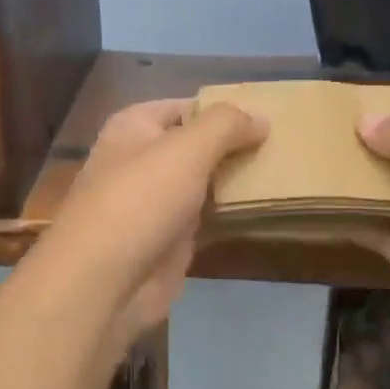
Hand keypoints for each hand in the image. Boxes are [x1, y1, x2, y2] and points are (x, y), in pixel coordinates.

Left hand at [38, 98, 266, 343]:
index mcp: (134, 127)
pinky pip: (206, 218)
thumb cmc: (140, 199)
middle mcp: (141, 160)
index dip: (223, 109)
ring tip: (284, 172)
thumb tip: (262, 119)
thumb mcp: (187, 148)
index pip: (186, 107)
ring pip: (203, 182)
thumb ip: (226, 125)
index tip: (268, 115)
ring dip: (236, 180)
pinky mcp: (168, 239)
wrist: (105, 281)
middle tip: (284, 144)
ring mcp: (154, 202)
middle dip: (234, 145)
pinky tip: (264, 207)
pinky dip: (230, 213)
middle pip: (196, 145)